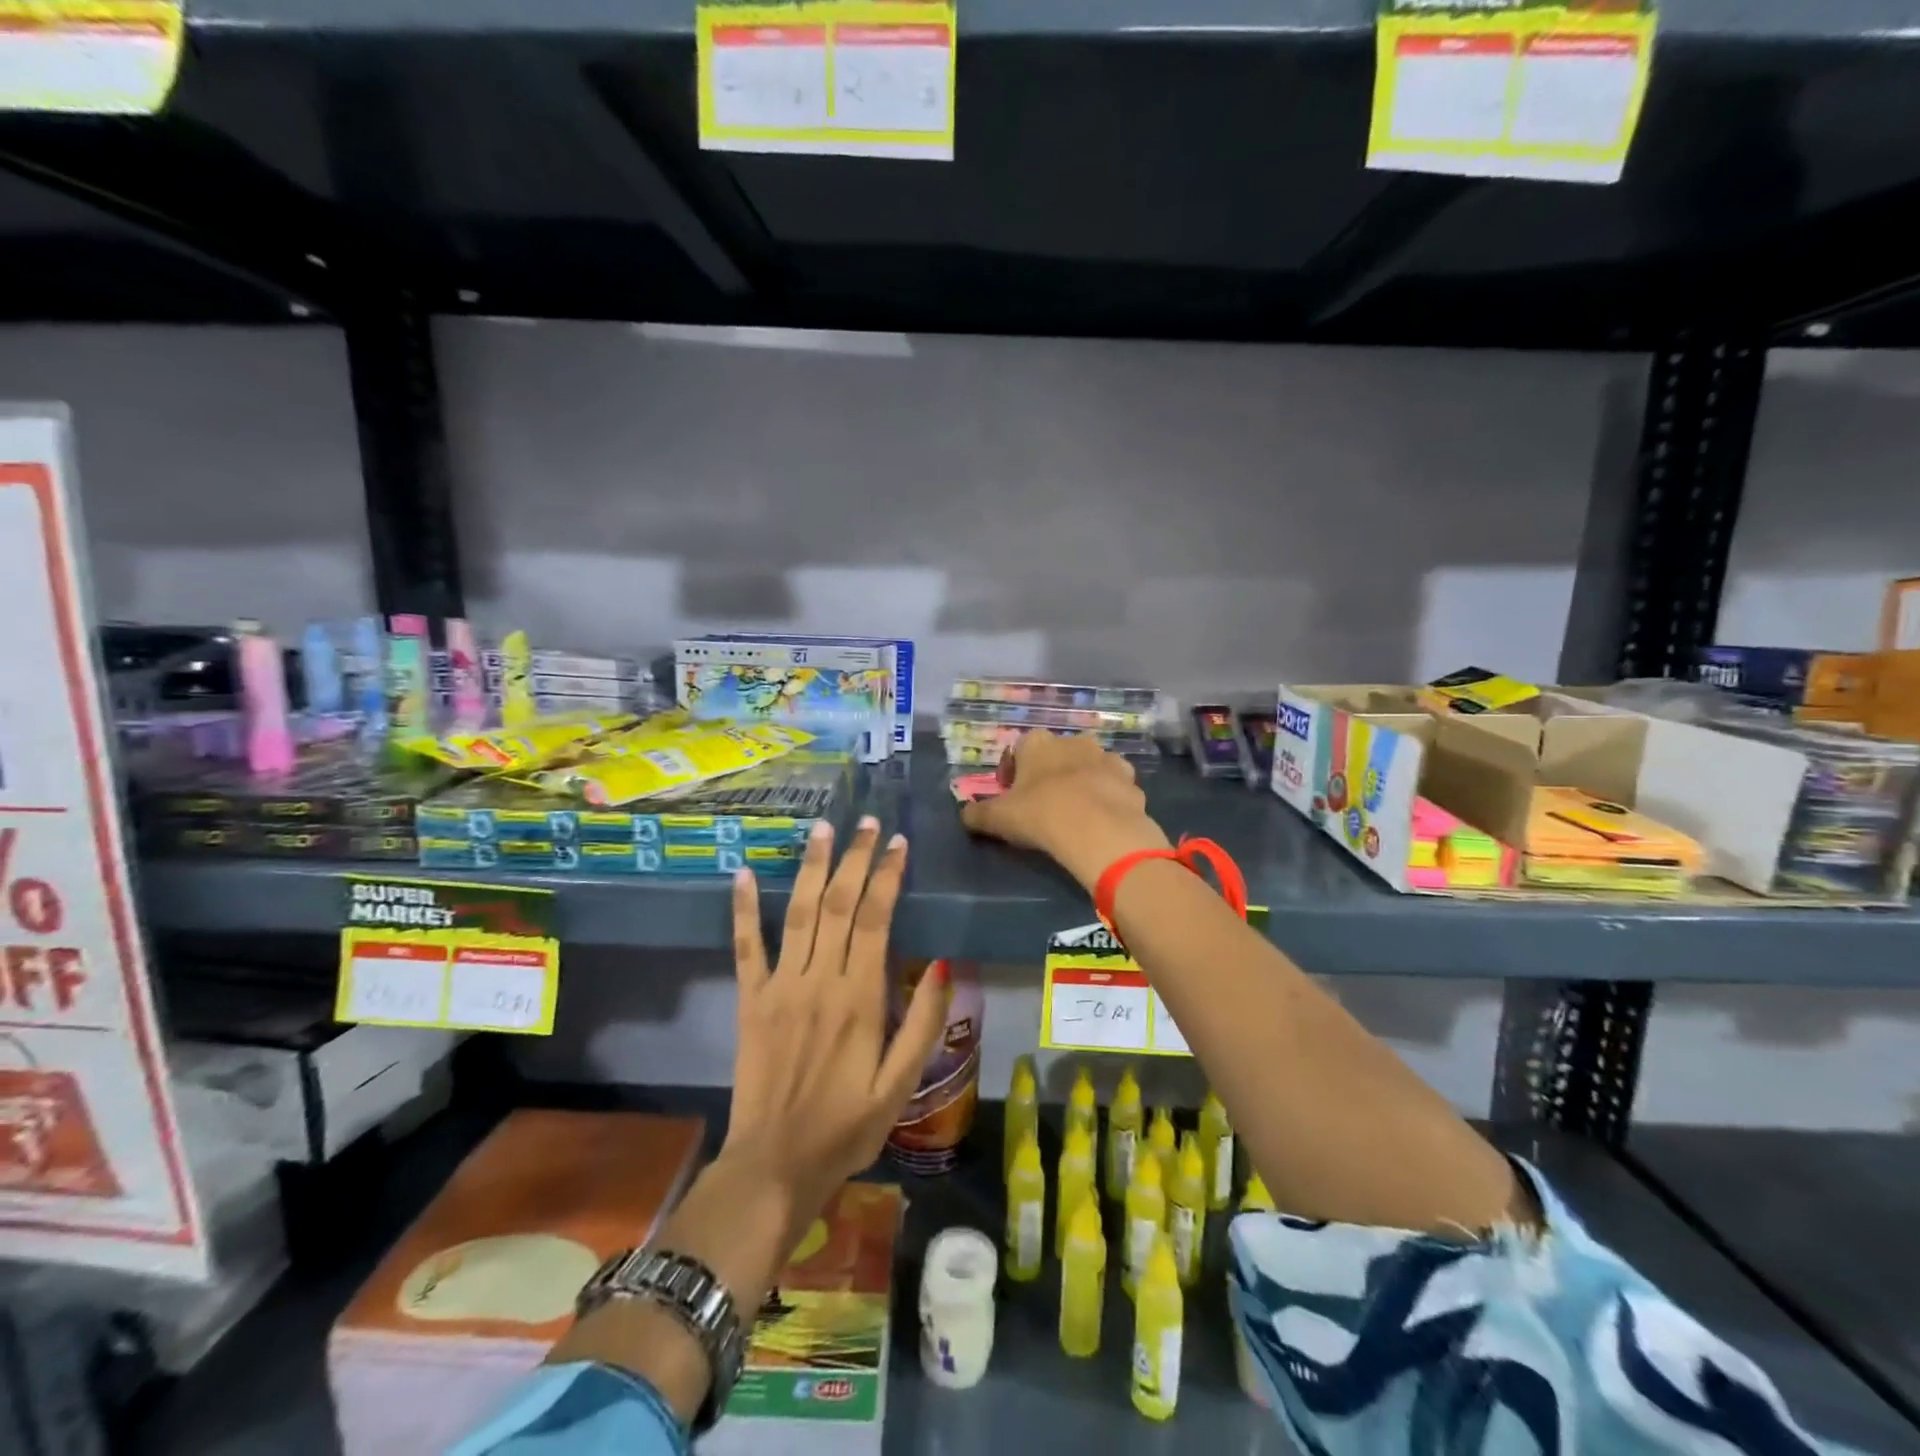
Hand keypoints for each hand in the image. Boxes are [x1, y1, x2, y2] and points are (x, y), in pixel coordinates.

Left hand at [721, 817, 947, 1237]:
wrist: (774, 1165)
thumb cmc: (846, 1127)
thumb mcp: (900, 1085)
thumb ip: (922, 1022)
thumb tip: (944, 962)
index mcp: (859, 997)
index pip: (875, 919)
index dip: (888, 876)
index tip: (899, 843)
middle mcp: (819, 980)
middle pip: (837, 903)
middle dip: (854, 858)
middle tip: (867, 822)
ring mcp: (779, 986)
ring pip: (797, 913)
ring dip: (810, 867)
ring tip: (821, 829)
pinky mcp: (750, 1000)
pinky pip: (746, 947)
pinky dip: (743, 909)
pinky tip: (741, 874)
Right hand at [960, 731, 1169, 890]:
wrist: (1098, 829)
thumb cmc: (1040, 815)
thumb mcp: (998, 819)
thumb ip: (978, 814)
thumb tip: (965, 815)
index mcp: (1037, 743)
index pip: (1019, 750)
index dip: (1013, 773)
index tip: (1011, 796)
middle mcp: (1072, 741)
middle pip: (1056, 755)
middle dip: (1049, 774)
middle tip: (1043, 805)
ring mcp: (1105, 757)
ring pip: (1088, 766)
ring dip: (1081, 782)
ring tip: (1075, 812)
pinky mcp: (1130, 778)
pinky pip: (1113, 785)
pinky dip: (1108, 796)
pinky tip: (1101, 818)